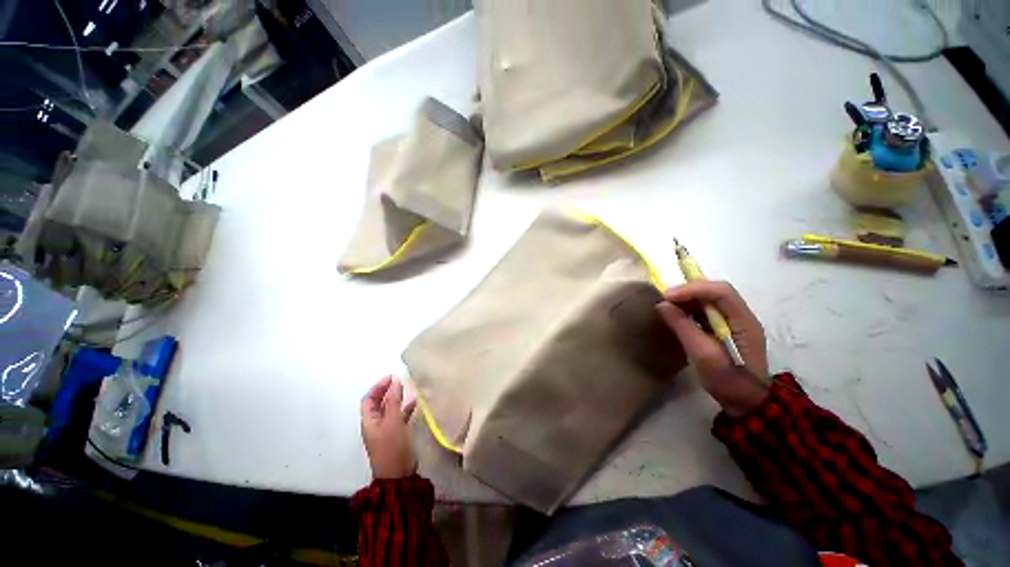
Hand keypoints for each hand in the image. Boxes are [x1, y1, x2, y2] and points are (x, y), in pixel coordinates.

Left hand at [361, 376, 417, 478]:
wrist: (398, 474)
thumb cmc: (392, 446)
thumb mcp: (393, 422)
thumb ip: (394, 402)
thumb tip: (396, 383)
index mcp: (369, 421)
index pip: (369, 399)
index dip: (378, 387)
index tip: (391, 377)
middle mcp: (375, 424)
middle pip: (378, 403)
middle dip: (387, 391)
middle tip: (399, 380)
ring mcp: (385, 430)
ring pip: (389, 409)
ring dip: (396, 398)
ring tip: (407, 389)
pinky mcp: (395, 434)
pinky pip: (398, 416)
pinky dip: (404, 408)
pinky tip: (414, 403)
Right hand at [656, 281, 770, 416]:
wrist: (746, 404)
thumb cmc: (728, 382)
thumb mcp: (703, 356)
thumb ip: (683, 327)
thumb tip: (662, 305)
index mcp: (744, 322)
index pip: (721, 292)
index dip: (693, 289)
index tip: (667, 297)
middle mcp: (742, 316)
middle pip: (715, 292)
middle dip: (688, 292)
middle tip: (664, 300)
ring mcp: (735, 323)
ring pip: (710, 300)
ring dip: (687, 300)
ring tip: (667, 306)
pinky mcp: (726, 330)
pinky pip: (706, 311)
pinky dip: (690, 309)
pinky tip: (677, 316)